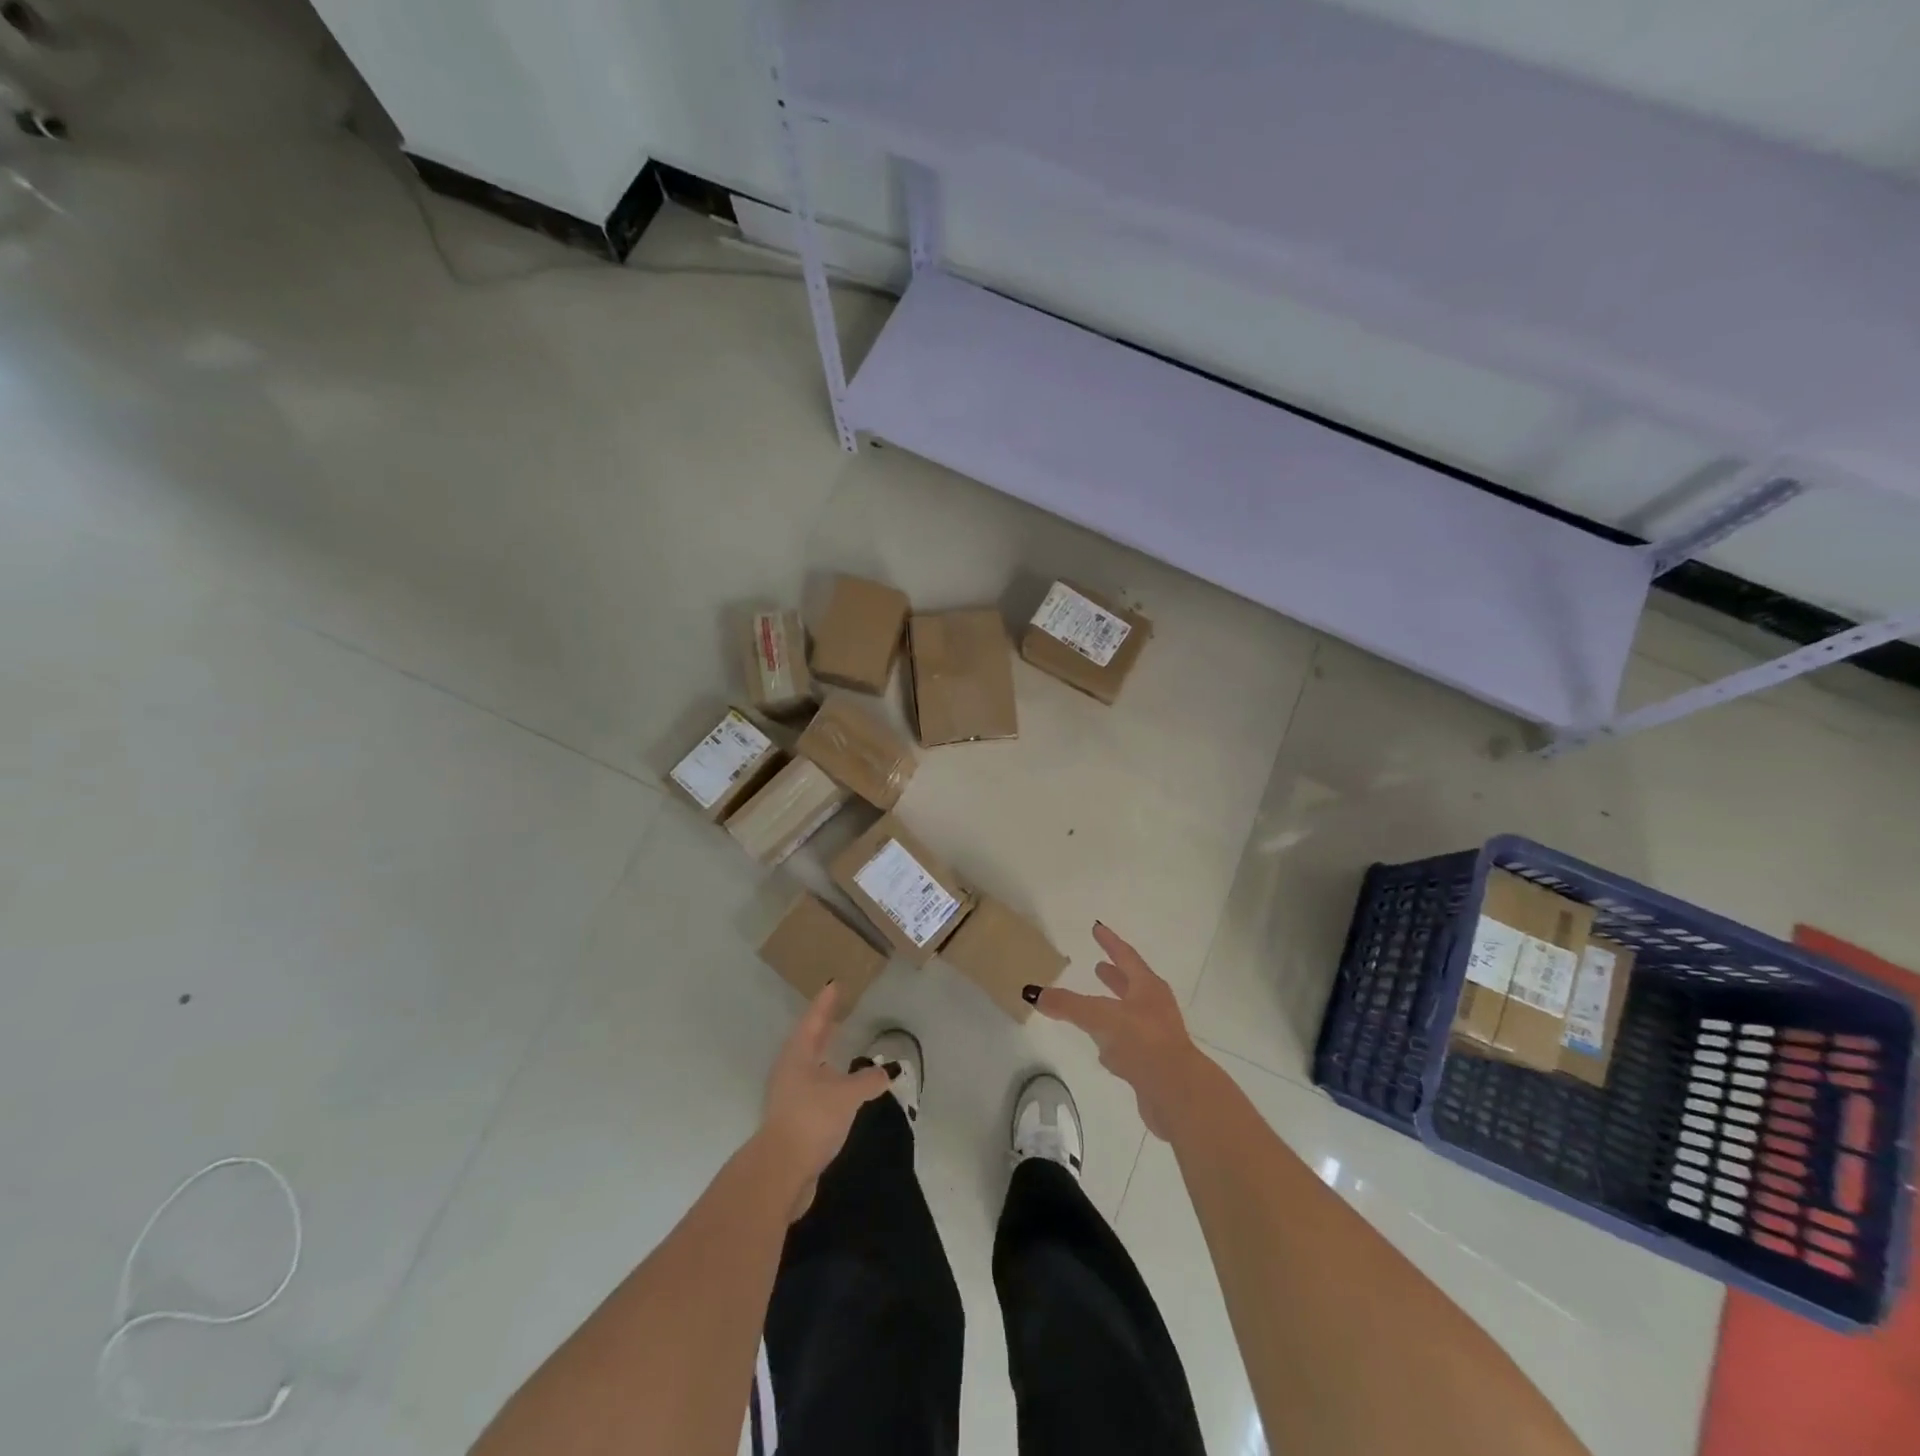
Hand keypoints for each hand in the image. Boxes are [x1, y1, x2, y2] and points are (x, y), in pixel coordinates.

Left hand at [757, 983, 895, 1218]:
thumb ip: (869, 1081)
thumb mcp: (847, 1095)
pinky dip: (829, 1080)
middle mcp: (790, 1070)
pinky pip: (815, 1088)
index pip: (814, 1020)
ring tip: (840, 1046)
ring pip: (810, 1066)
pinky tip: (841, 1087)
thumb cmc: (812, 1119)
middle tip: (837, 1011)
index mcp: (798, 1055)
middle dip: (823, 1027)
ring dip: (825, 1054)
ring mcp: (789, 1096)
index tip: (834, 985)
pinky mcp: (794, 1119)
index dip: (826, 1003)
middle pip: (809, 1041)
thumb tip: (888, 1071)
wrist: (781, 1171)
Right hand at [1032, 923, 1209, 1140]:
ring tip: (1093, 1006)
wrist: (1177, 1094)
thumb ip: (1068, 1005)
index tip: (1097, 927)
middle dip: (1114, 976)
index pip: (1125, 956)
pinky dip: (1113, 1041)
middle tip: (1097, 967)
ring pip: (1129, 1016)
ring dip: (1112, 1008)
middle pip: (1131, 986)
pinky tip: (1101, 1051)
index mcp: (1147, 988)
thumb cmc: (1143, 1042)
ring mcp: (1156, 1037)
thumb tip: (1032, 992)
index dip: (1110, 942)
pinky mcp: (1152, 1064)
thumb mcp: (1100, 1017)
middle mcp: (1155, 1008)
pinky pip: (1128, 1045)